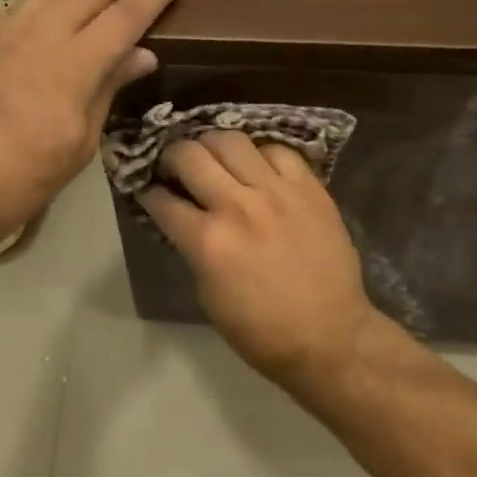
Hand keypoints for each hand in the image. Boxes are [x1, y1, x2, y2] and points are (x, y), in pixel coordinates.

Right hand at [141, 132, 382, 391]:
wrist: (330, 336)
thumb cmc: (260, 330)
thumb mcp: (207, 295)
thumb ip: (193, 249)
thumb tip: (183, 221)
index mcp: (208, 241)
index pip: (161, 199)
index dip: (147, 192)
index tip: (148, 189)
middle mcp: (238, 206)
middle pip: (190, 154)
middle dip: (172, 156)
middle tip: (175, 166)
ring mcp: (278, 192)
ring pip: (232, 140)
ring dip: (212, 145)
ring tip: (213, 156)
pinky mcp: (310, 188)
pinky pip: (278, 150)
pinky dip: (260, 154)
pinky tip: (257, 166)